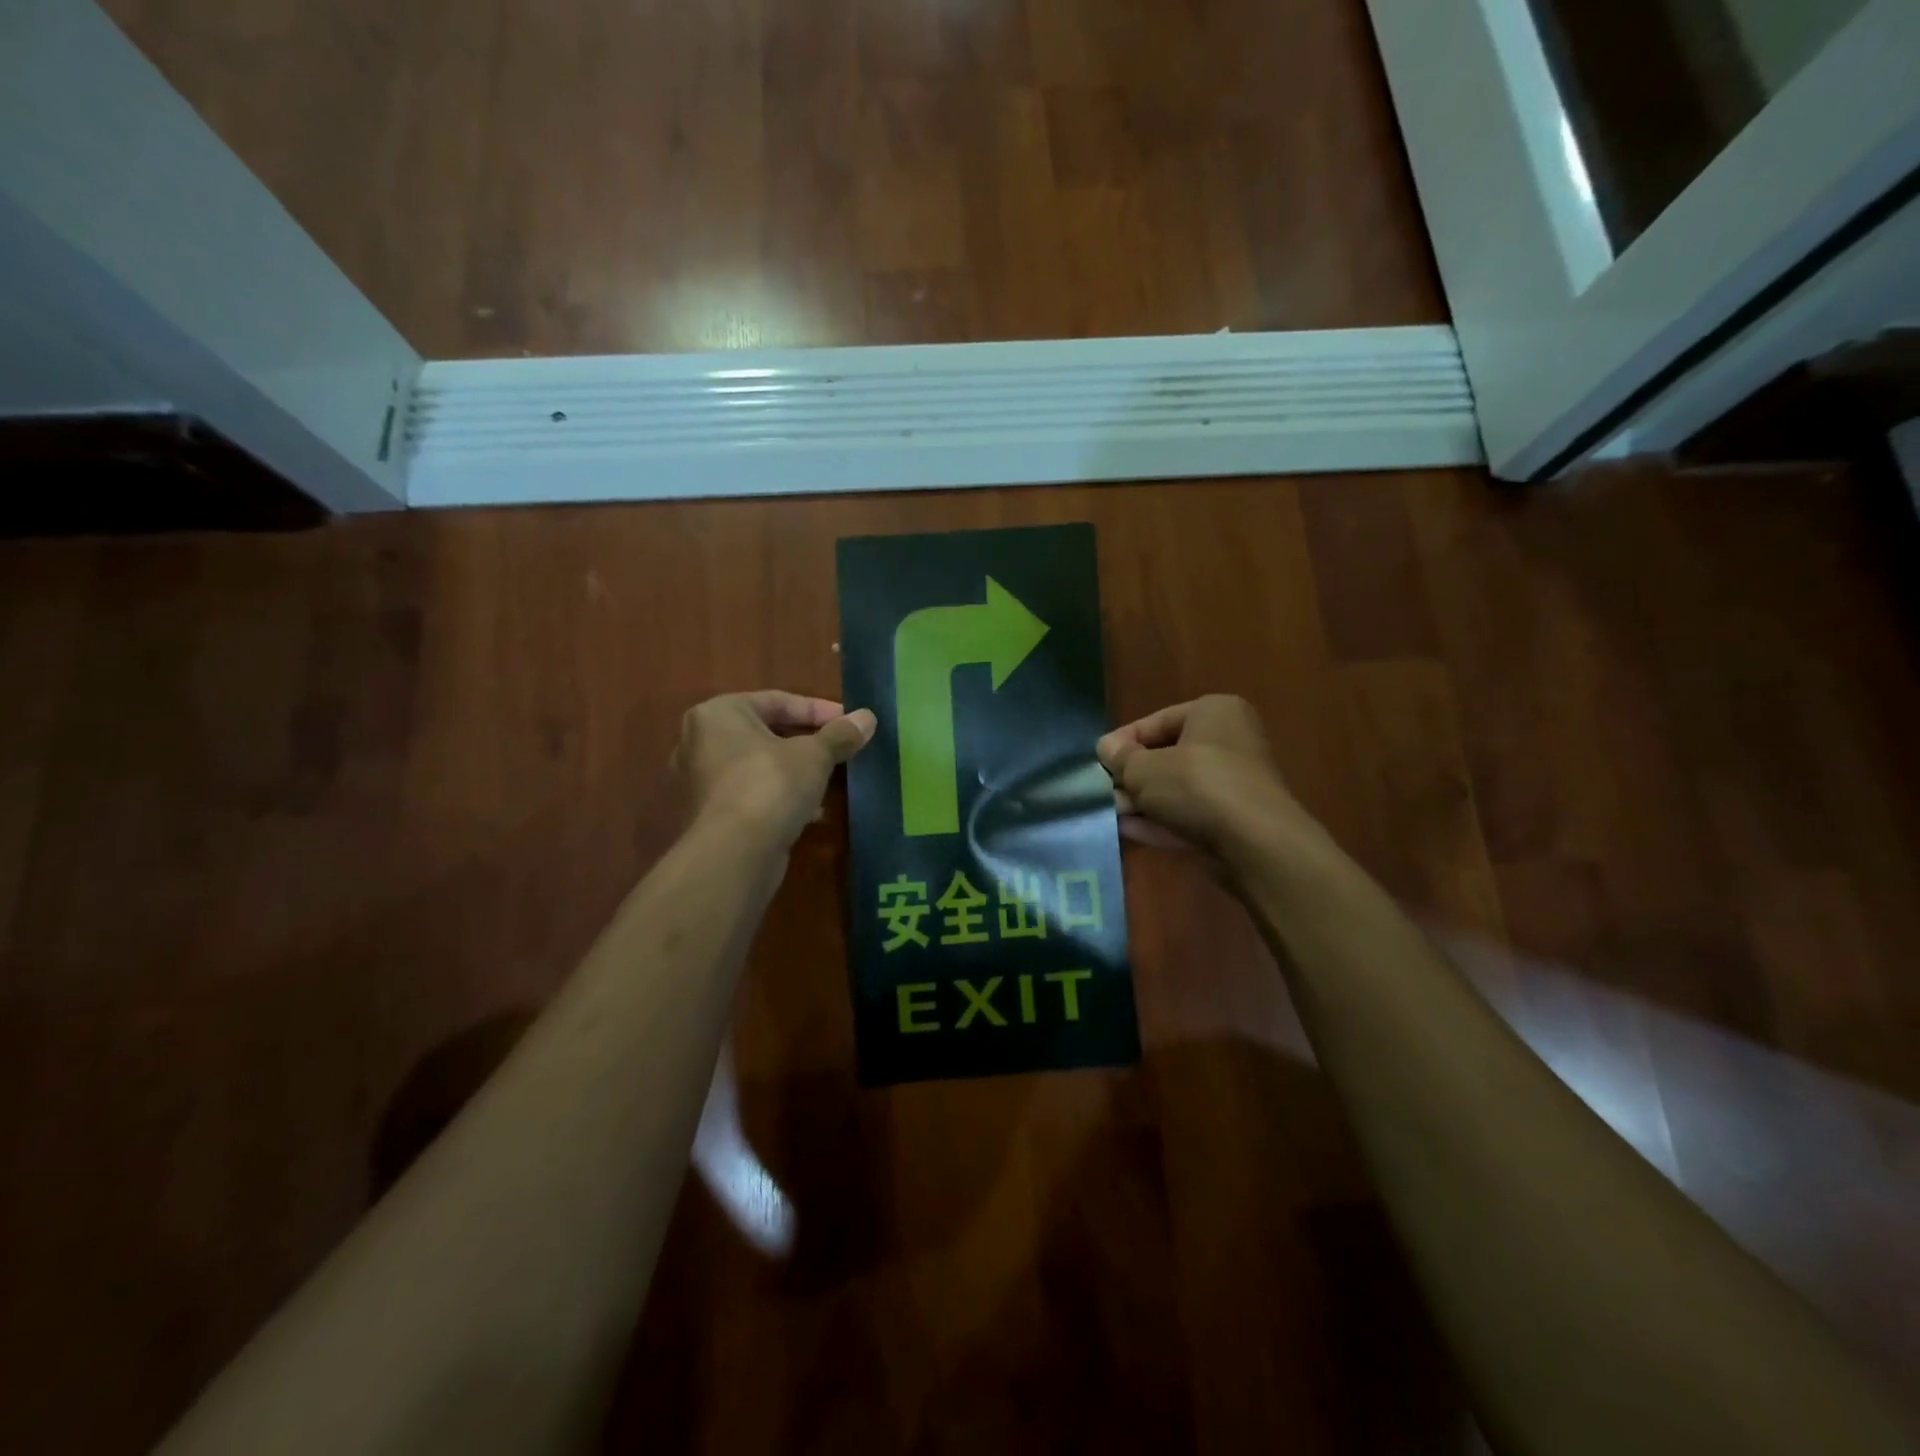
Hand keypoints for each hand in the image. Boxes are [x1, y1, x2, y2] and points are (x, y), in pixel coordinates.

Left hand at [676, 692, 876, 846]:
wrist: (735, 853)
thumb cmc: (770, 785)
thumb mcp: (814, 755)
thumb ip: (840, 733)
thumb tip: (868, 717)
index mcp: (718, 713)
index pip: (777, 701)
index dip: (819, 710)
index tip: (850, 723)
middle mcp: (700, 741)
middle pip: (766, 732)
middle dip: (807, 742)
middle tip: (841, 749)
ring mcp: (701, 780)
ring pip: (760, 765)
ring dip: (796, 771)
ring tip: (830, 780)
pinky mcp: (710, 814)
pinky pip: (752, 793)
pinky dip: (780, 795)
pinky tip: (810, 811)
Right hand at [1098, 695, 1323, 868]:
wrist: (1253, 841)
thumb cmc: (1196, 784)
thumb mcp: (1145, 768)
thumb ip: (1121, 758)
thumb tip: (1106, 747)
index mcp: (1213, 712)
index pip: (1157, 721)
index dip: (1123, 742)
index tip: (1098, 761)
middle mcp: (1229, 741)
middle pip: (1167, 756)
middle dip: (1132, 776)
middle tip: (1102, 791)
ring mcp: (1234, 782)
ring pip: (1177, 788)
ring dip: (1143, 801)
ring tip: (1109, 813)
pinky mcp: (1234, 819)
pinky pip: (1189, 814)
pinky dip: (1161, 820)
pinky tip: (1129, 830)